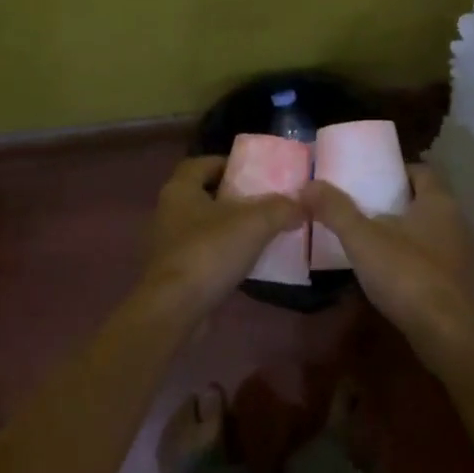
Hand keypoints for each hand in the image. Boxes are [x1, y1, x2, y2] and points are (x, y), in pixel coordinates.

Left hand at [136, 155, 301, 320]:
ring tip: (263, 230)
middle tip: (264, 200)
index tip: (253, 171)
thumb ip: (281, 208)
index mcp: (180, 190)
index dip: (226, 163)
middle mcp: (170, 212)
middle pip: (204, 194)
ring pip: (205, 225)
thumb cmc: (209, 253)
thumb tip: (304, 203)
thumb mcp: (254, 224)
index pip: (201, 164)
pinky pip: (205, 253)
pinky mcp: (176, 272)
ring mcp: (170, 244)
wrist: (175, 309)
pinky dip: (225, 253)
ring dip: (230, 226)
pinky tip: (249, 261)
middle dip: (233, 196)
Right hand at [304, 165, 473, 355]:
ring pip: (430, 230)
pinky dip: (413, 258)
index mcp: (439, 201)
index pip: (421, 170)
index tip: (369, 177)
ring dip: (405, 231)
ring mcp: (463, 253)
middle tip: (362, 207)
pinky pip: (434, 258)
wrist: (448, 334)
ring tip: (370, 239)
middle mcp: (457, 221)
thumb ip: (336, 210)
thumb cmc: (407, 275)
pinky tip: (390, 272)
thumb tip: (308, 184)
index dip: (396, 170)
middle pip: (425, 200)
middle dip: (396, 201)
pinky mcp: (460, 282)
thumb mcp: (362, 239)